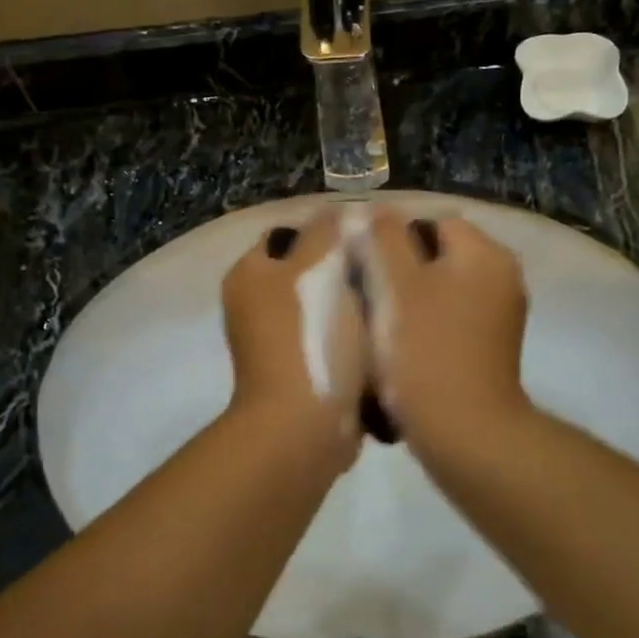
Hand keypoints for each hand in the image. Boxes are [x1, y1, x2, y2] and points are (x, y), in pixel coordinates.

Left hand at [222, 210, 366, 468]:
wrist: (305, 425)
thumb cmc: (309, 336)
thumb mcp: (319, 267)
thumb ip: (326, 232)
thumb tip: (334, 212)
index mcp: (248, 274)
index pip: (288, 234)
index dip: (327, 231)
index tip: (367, 238)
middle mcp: (252, 306)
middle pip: (308, 272)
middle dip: (346, 271)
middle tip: (385, 271)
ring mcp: (273, 344)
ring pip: (324, 309)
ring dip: (354, 309)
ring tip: (390, 305)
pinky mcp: (297, 373)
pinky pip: (331, 343)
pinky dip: (351, 342)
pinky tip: (381, 341)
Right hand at [365, 211, 531, 457]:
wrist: (464, 432)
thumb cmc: (424, 350)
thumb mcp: (395, 284)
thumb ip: (383, 237)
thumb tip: (375, 211)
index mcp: (485, 253)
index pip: (431, 220)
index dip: (390, 235)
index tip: (360, 262)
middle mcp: (502, 276)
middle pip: (437, 253)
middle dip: (399, 267)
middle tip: (362, 290)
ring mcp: (500, 314)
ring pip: (441, 286)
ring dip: (408, 296)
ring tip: (375, 319)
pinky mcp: (491, 346)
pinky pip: (450, 316)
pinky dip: (425, 322)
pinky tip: (399, 344)